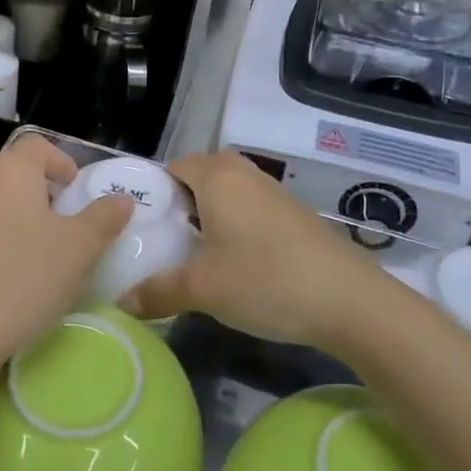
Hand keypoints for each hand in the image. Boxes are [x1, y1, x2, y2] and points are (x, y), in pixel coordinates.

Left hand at [0, 134, 133, 381]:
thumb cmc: (24, 279)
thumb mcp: (80, 250)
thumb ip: (104, 218)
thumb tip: (120, 198)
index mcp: (9, 174)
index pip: (36, 146)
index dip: (61, 161)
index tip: (77, 192)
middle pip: (12, 177)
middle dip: (41, 197)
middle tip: (64, 230)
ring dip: (14, 225)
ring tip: (36, 261)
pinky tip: (3, 286)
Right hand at [118, 150, 382, 350]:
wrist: (349, 299)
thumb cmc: (265, 279)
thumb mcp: (202, 289)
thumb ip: (157, 291)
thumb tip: (122, 303)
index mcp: (217, 176)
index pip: (172, 167)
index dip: (152, 194)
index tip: (140, 228)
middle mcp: (244, 174)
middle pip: (199, 177)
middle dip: (179, 206)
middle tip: (164, 242)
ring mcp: (273, 192)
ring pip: (227, 194)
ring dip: (208, 218)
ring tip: (194, 256)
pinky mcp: (293, 214)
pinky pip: (249, 209)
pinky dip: (234, 227)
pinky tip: (233, 264)